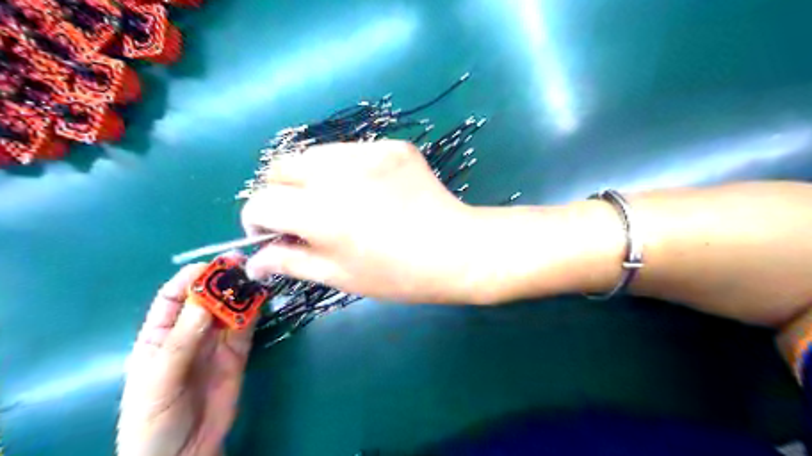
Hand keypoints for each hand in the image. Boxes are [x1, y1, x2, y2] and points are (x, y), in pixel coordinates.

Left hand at [117, 264, 251, 455]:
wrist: (183, 454)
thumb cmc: (154, 419)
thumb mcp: (158, 379)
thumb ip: (181, 341)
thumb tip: (206, 300)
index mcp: (159, 335)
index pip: (173, 297)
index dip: (190, 278)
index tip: (211, 266)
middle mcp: (190, 332)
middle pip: (206, 298)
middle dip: (221, 280)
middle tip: (241, 264)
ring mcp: (216, 342)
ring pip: (229, 308)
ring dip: (241, 292)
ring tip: (255, 276)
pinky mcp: (238, 352)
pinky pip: (246, 326)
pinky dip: (254, 311)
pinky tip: (261, 298)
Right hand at [239, 140, 497, 301]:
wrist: (456, 250)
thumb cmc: (398, 274)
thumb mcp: (340, 276)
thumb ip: (291, 262)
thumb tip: (254, 261)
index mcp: (320, 212)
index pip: (261, 202)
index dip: (256, 220)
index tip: (272, 235)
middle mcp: (337, 173)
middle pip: (280, 167)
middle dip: (280, 194)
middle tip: (303, 218)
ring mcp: (368, 152)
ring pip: (315, 154)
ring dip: (311, 178)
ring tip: (337, 203)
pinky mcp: (392, 146)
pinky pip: (352, 151)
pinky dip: (347, 170)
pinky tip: (370, 191)